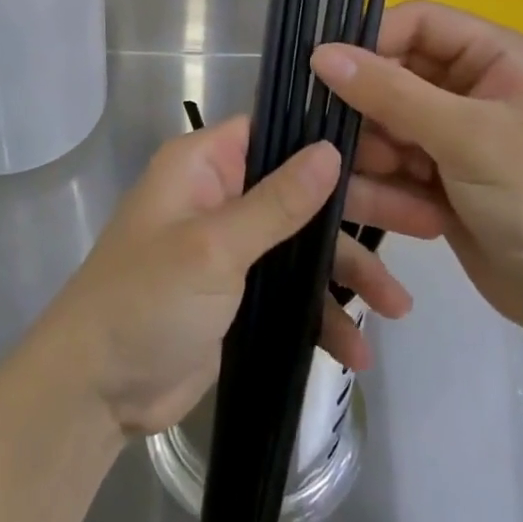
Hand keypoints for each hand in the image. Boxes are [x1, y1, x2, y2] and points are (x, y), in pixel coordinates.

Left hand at [36, 116, 444, 437]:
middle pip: (303, 189)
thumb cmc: (146, 299)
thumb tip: (330, 149)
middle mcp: (222, 194)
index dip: (332, 136)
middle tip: (427, 223)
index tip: (392, 149)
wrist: (95, 391)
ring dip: (350, 273)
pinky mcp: (240, 293)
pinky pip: (292, 290)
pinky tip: (355, 351)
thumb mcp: (214, 247)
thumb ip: (277, 202)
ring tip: (400, 308)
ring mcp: (233, 246)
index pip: (278, 130)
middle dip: (359, 212)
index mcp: (205, 163)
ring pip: (305, 243)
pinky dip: (321, 315)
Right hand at [313, 2, 522, 341]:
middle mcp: (475, 85)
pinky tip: (404, 212)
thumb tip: (320, 53)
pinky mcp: (442, 174)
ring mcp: (456, 132)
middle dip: (370, 107)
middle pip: (396, 72)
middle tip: (342, 137)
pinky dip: (388, 183)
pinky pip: (394, 160)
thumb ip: (390, 92)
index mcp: (497, 56)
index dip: (372, 39)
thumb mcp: (464, 137)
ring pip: (387, 120)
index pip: (420, 22)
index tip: (325, 68)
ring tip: (385, 183)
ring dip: (377, 151)